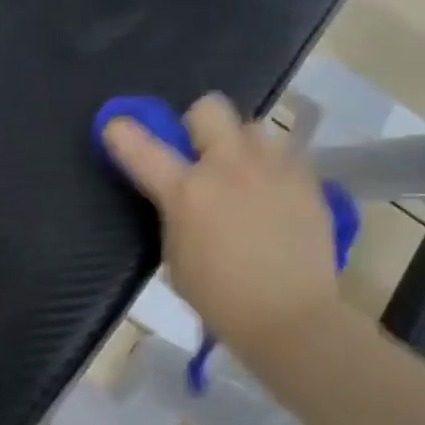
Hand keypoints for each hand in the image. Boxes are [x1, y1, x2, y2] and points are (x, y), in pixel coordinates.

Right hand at [104, 93, 342, 359]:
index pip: (142, 148)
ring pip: (253, 126)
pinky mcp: (307, 179)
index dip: (122, 133)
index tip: (117, 128)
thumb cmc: (221, 299)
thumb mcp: (177, 256)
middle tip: (202, 155)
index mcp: (187, 192)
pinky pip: (284, 154)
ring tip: (247, 176)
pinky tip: (275, 197)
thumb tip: (179, 192)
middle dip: (199, 125)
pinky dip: (271, 168)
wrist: (291, 317)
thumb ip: (174, 213)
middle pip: (210, 107)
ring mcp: (273, 168)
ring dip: (241, 146)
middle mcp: (229, 167)